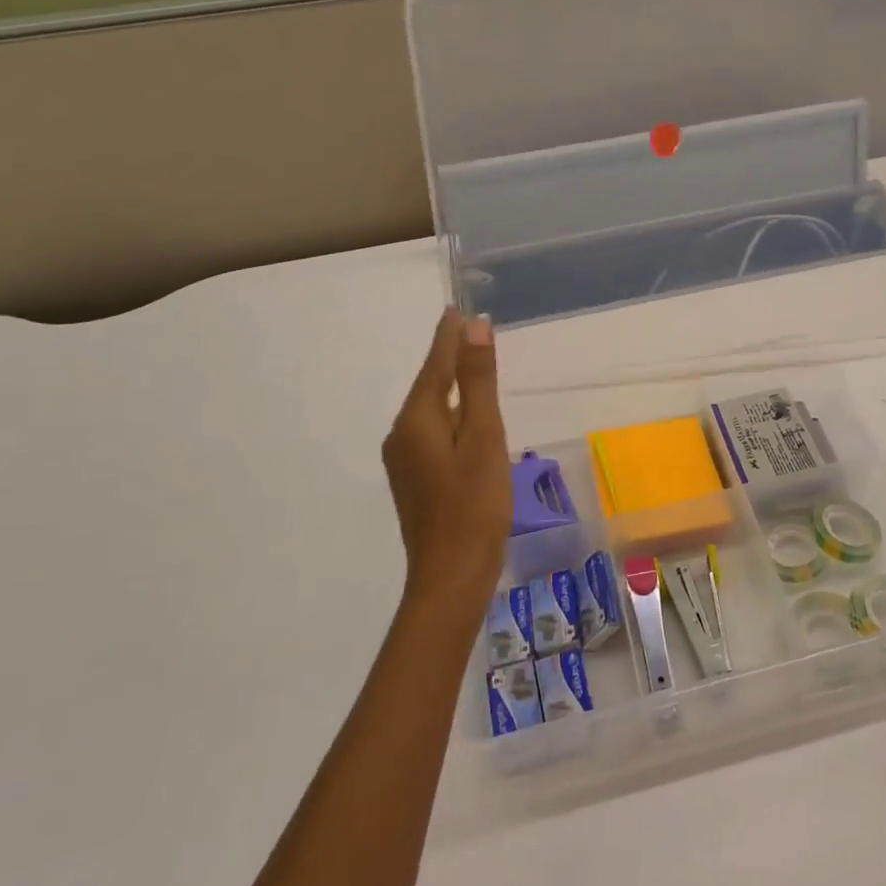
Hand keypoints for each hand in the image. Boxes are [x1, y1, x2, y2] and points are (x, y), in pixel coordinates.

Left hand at [381, 308, 512, 609]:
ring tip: (474, 371)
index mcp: (417, 420)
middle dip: (450, 360)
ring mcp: (405, 461)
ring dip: (453, 390)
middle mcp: (402, 435)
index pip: (435, 366)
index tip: (456, 309)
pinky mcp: (415, 481)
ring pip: (432, 413)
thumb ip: (478, 382)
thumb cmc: (474, 504)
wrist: (451, 575)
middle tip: (471, 334)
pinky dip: (452, 418)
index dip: (449, 337)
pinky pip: (434, 435)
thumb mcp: (483, 437)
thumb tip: (473, 327)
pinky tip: (469, 424)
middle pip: (430, 387)